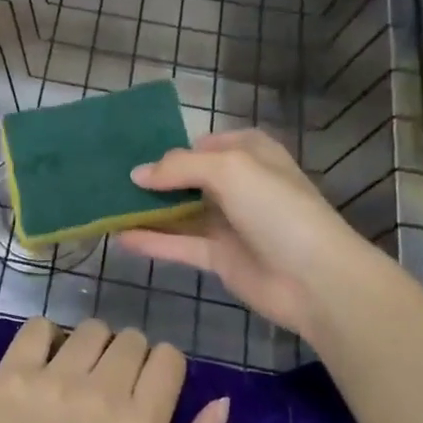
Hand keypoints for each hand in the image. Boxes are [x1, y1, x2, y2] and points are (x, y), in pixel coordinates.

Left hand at [0, 317, 228, 422]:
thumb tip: (221, 401)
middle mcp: (99, 393)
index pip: (168, 357)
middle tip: (111, 389)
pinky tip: (46, 364)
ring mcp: (52, 379)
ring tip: (78, 377)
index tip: (146, 391)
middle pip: (131, 338)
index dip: (162, 370)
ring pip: (90, 329)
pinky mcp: (13, 373)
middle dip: (129, 359)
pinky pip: (39, 326)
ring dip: (91, 347)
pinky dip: (47, 338)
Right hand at [120, 128, 392, 342]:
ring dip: (148, 210)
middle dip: (153, 179)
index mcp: (249, 153)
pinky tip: (120, 236)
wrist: (316, 279)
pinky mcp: (220, 257)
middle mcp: (238, 184)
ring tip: (106, 205)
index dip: (171, 149)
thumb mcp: (229, 169)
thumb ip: (178, 167)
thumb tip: (137, 174)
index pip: (203, 144)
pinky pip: (179, 244)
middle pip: (188, 178)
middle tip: (110, 179)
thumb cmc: (276, 208)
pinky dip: (152, 240)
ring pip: (181, 212)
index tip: (132, 154)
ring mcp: (229, 223)